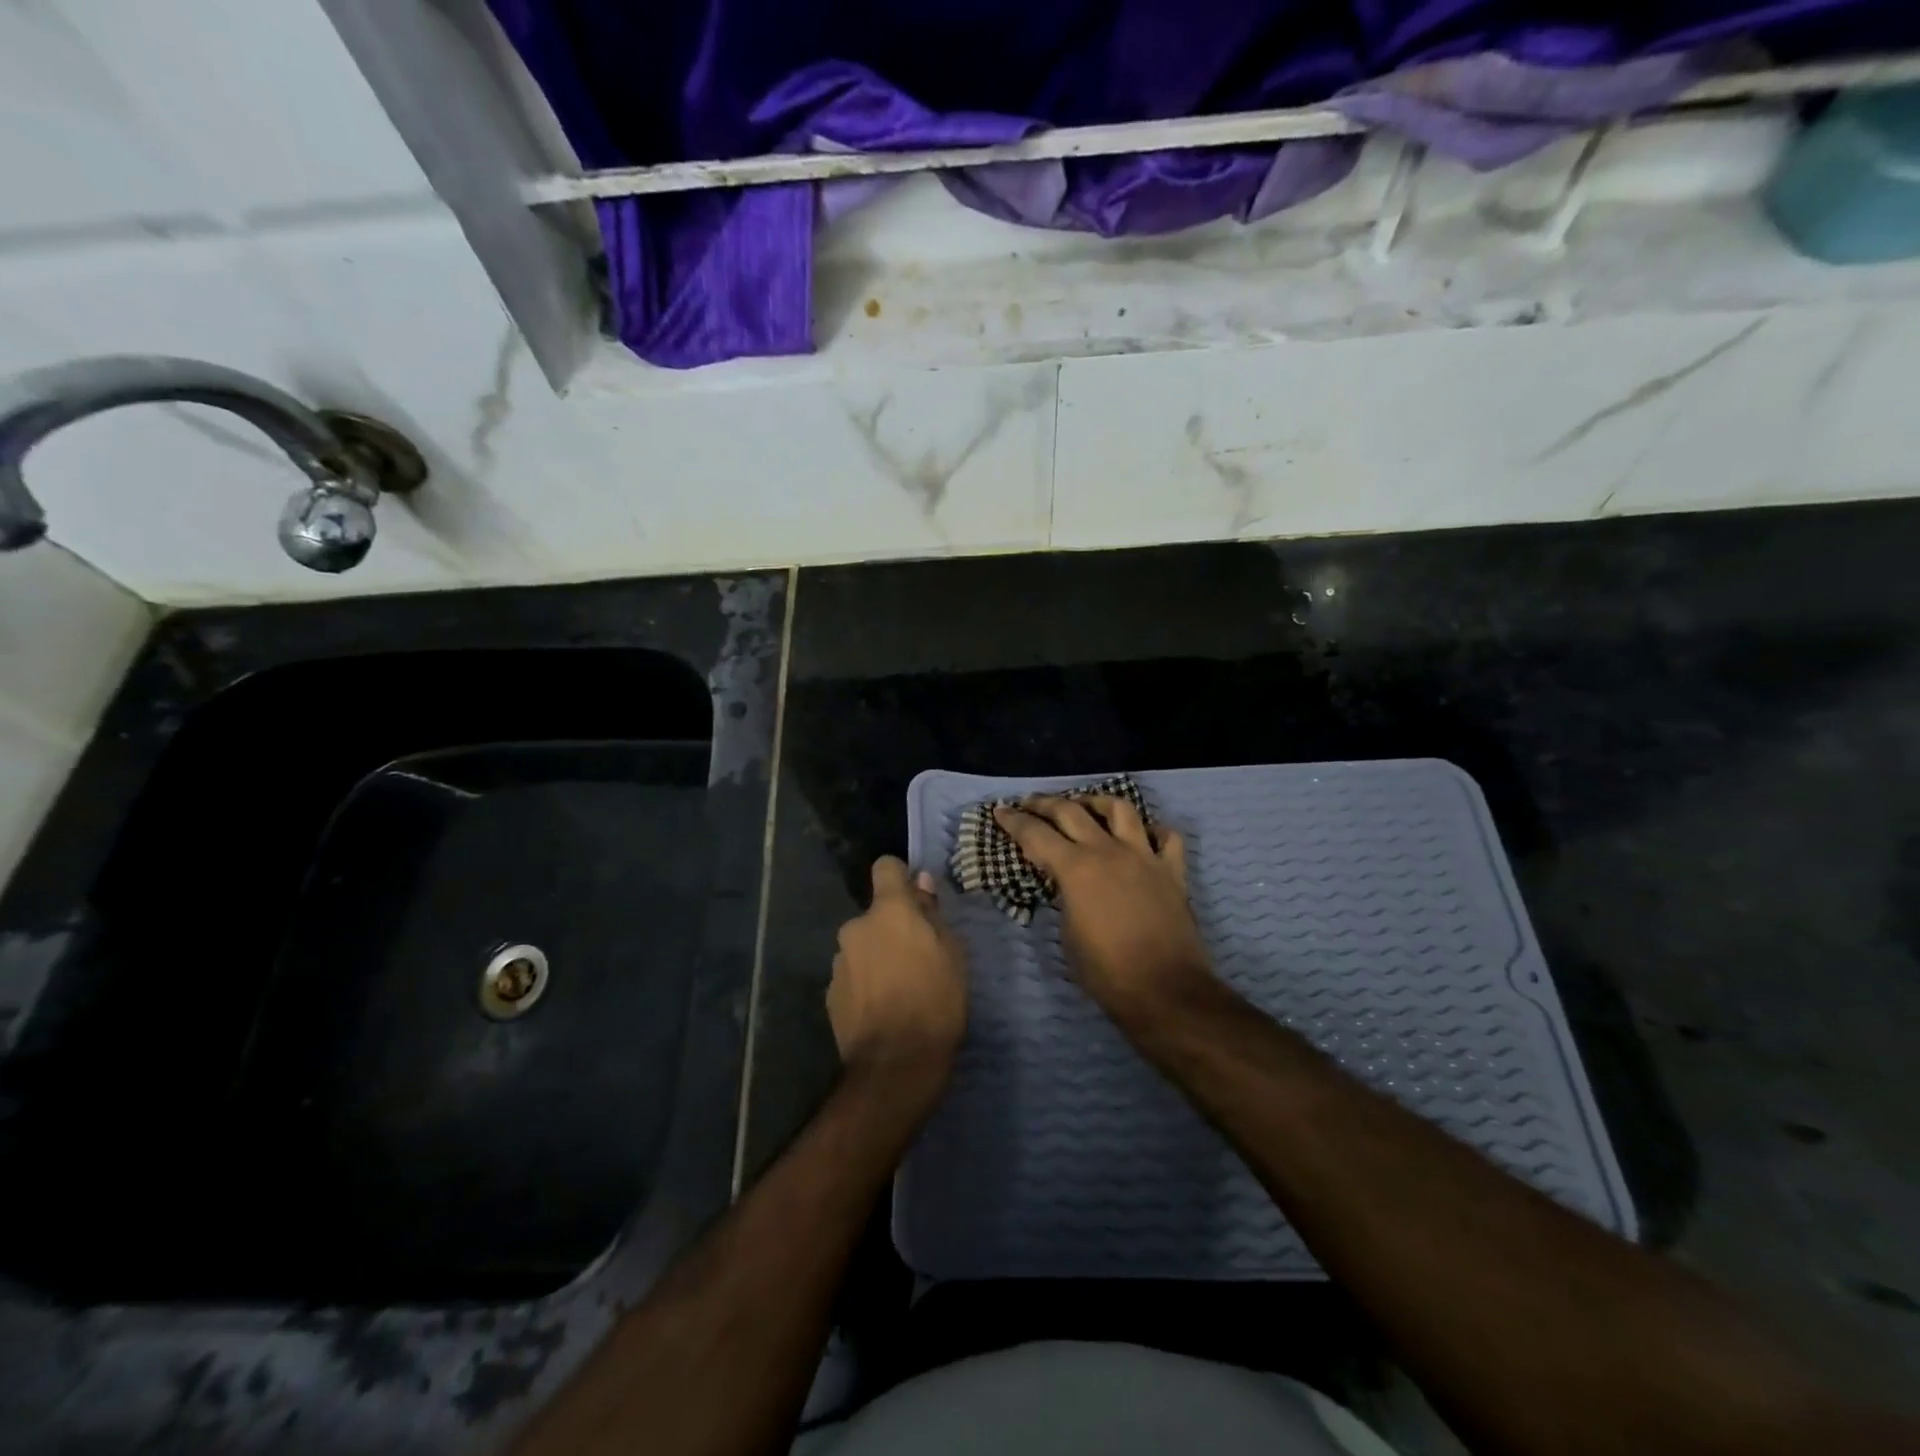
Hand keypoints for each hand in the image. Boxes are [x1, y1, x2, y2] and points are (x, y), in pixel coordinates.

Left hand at [828, 857, 967, 1097]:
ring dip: (876, 957)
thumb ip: (932, 915)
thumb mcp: (952, 954)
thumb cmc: (936, 1002)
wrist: (895, 1065)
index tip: (915, 898)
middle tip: (916, 958)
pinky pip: (852, 975)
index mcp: (888, 912)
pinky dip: (865, 984)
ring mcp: (839, 961)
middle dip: (891, 929)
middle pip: (875, 915)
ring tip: (899, 990)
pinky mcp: (830, 993)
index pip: (886, 867)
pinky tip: (882, 1010)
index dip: (901, 877)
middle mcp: (856, 928)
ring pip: (862, 947)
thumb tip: (921, 885)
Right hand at [993, 796, 1212, 1024]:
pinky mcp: (1172, 870)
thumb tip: (1067, 884)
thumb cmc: (1106, 971)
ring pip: (1120, 809)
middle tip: (1029, 803)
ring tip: (1085, 805)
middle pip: (1071, 811)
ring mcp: (1144, 856)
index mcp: (1076, 868)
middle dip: (1045, 804)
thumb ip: (1064, 897)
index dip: (1014, 822)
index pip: (1036, 835)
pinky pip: (1167, 837)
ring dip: (1097, 801)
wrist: (1164, 990)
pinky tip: (1143, 836)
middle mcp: (1108, 851)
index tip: (1000, 811)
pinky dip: (1153, 831)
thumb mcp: (1068, 934)